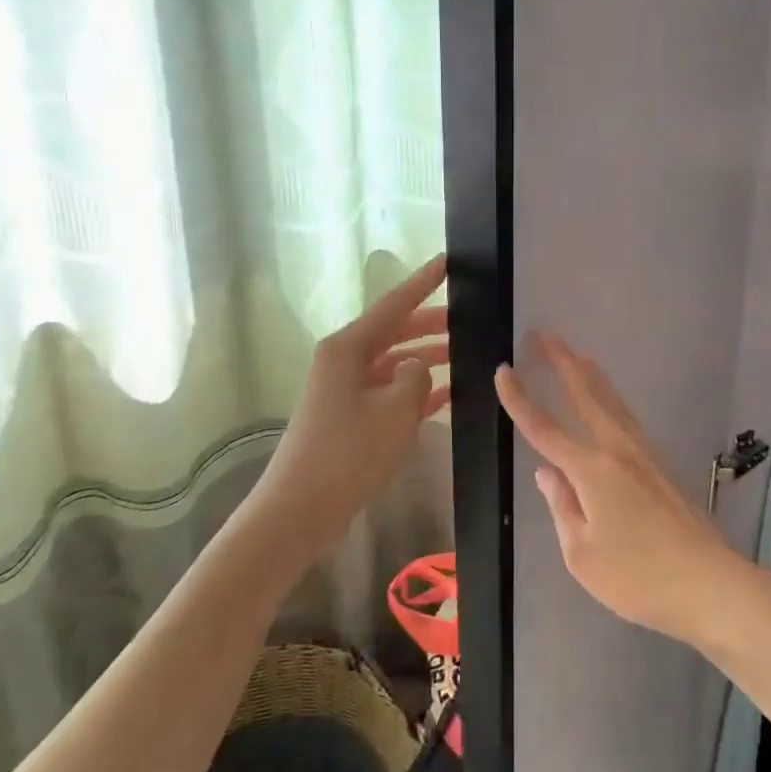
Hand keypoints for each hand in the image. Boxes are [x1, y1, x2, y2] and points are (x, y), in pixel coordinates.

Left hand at [254, 255, 450, 563]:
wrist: (300, 509)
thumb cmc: (348, 453)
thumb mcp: (395, 410)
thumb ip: (417, 377)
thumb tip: (419, 366)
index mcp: (348, 347)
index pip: (394, 304)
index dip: (424, 282)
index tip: (448, 262)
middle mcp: (344, 360)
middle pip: (396, 331)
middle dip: (432, 324)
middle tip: (471, 319)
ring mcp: (346, 389)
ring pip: (395, 362)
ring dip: (427, 358)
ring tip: (467, 355)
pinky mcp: (350, 416)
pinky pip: (390, 391)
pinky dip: (416, 390)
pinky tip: (448, 393)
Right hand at [495, 333, 745, 644]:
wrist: (710, 584)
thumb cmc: (638, 577)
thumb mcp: (582, 555)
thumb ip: (562, 507)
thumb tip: (547, 473)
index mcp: (592, 470)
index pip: (544, 428)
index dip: (520, 399)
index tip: (503, 369)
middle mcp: (619, 451)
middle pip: (587, 395)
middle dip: (563, 362)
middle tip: (546, 335)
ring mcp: (645, 456)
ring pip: (612, 402)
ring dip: (591, 375)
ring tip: (578, 354)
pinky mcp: (661, 468)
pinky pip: (627, 420)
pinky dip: (611, 400)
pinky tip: (610, 404)